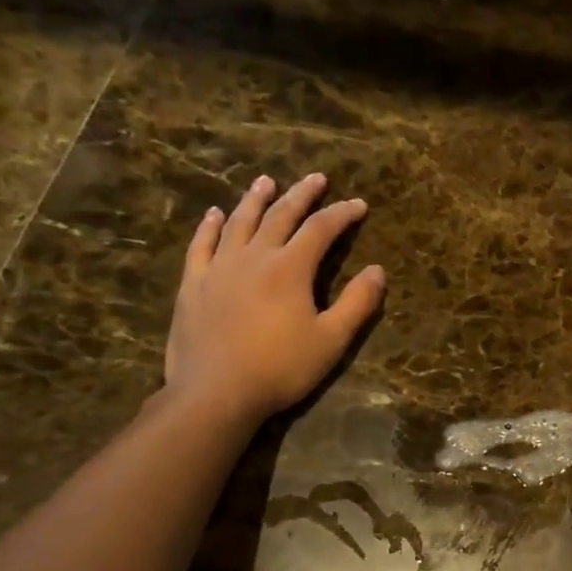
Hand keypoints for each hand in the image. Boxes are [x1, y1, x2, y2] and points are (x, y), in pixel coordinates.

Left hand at [163, 171, 385, 424]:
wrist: (215, 392)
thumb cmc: (280, 368)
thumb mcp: (331, 340)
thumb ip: (357, 303)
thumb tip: (377, 270)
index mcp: (290, 268)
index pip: (321, 229)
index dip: (342, 214)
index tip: (359, 204)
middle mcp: (254, 256)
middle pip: (280, 215)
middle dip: (301, 194)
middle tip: (316, 178)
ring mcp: (219, 267)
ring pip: (239, 222)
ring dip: (255, 199)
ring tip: (266, 181)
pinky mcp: (194, 284)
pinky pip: (202, 245)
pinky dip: (210, 226)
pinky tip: (214, 214)